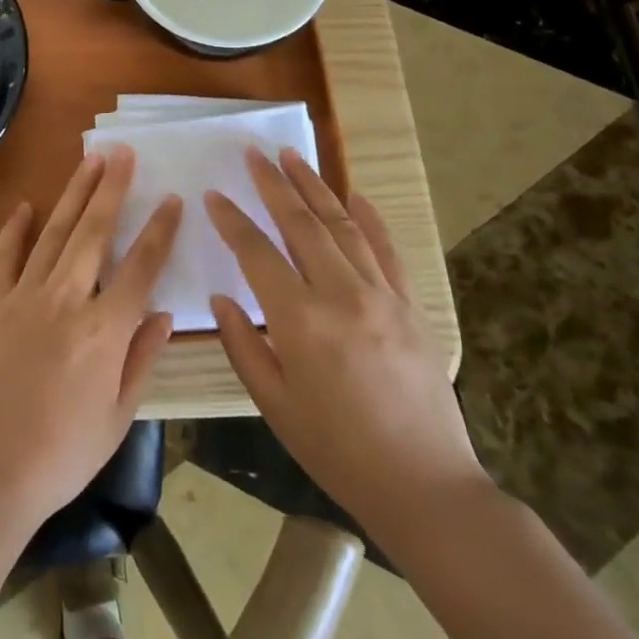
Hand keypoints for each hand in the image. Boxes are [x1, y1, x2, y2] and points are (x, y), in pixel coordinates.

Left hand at [0, 146, 180, 534]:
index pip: (141, 266)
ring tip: (89, 161)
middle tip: (123, 152)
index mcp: (104, 330)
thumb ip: (141, 359)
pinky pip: (5, 255)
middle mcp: (66, 299)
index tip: (172, 199)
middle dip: (112, 188)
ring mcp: (24, 295)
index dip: (159, 230)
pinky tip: (24, 206)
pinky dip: (14, 228)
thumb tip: (162, 313)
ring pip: (55, 232)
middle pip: (95, 231)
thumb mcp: (117, 416)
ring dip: (73, 193)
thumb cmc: (61, 454)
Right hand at [206, 148, 486, 544]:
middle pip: (301, 223)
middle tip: (254, 153)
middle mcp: (341, 294)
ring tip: (293, 156)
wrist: (424, 485)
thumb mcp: (273, 404)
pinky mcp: (411, 305)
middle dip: (273, 183)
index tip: (214, 195)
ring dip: (315, 186)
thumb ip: (242, 344)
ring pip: (343, 225)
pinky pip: (387, 249)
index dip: (232, 220)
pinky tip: (355, 195)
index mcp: (300, 320)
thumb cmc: (336, 449)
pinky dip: (370, 218)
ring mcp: (382, 295)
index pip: (256, 252)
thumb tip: (223, 299)